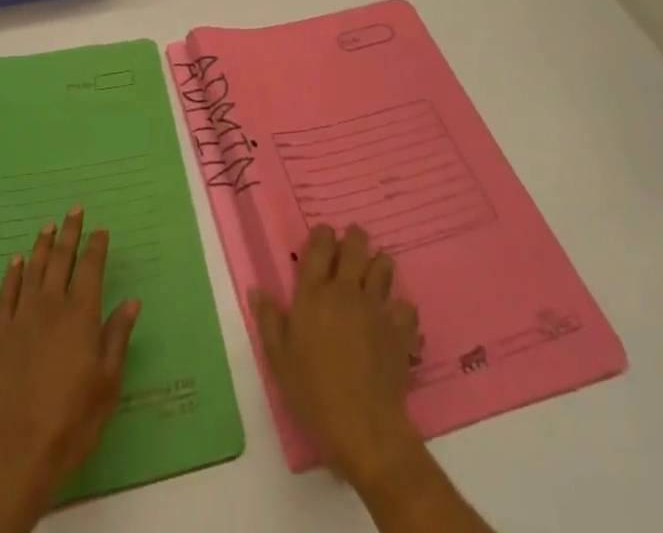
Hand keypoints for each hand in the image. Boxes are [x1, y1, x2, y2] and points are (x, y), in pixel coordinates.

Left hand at [0, 208, 141, 504]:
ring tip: (48, 225)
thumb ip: (117, 337)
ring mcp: (22, 317)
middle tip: (74, 210)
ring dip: (42, 245)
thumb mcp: (107, 383)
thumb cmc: (72, 419)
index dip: (96, 246)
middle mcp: (52, 306)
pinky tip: (16, 261)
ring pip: (33, 269)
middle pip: (61, 259)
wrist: (18, 450)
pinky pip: (6, 293)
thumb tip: (132, 301)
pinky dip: (13, 274)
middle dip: (70, 232)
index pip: (91, 268)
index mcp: (81, 315)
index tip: (101, 229)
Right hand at [249, 223, 423, 489]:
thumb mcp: (279, 359)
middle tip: (351, 241)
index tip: (322, 236)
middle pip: (355, 245)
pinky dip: (401, 307)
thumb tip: (257, 289)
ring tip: (374, 271)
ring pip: (384, 266)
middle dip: (354, 237)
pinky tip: (395, 317)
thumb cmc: (313, 393)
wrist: (363, 429)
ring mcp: (376, 308)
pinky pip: (406, 306)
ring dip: (379, 264)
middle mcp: (345, 290)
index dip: (322, 234)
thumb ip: (268, 320)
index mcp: (313, 293)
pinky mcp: (400, 331)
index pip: (319, 245)